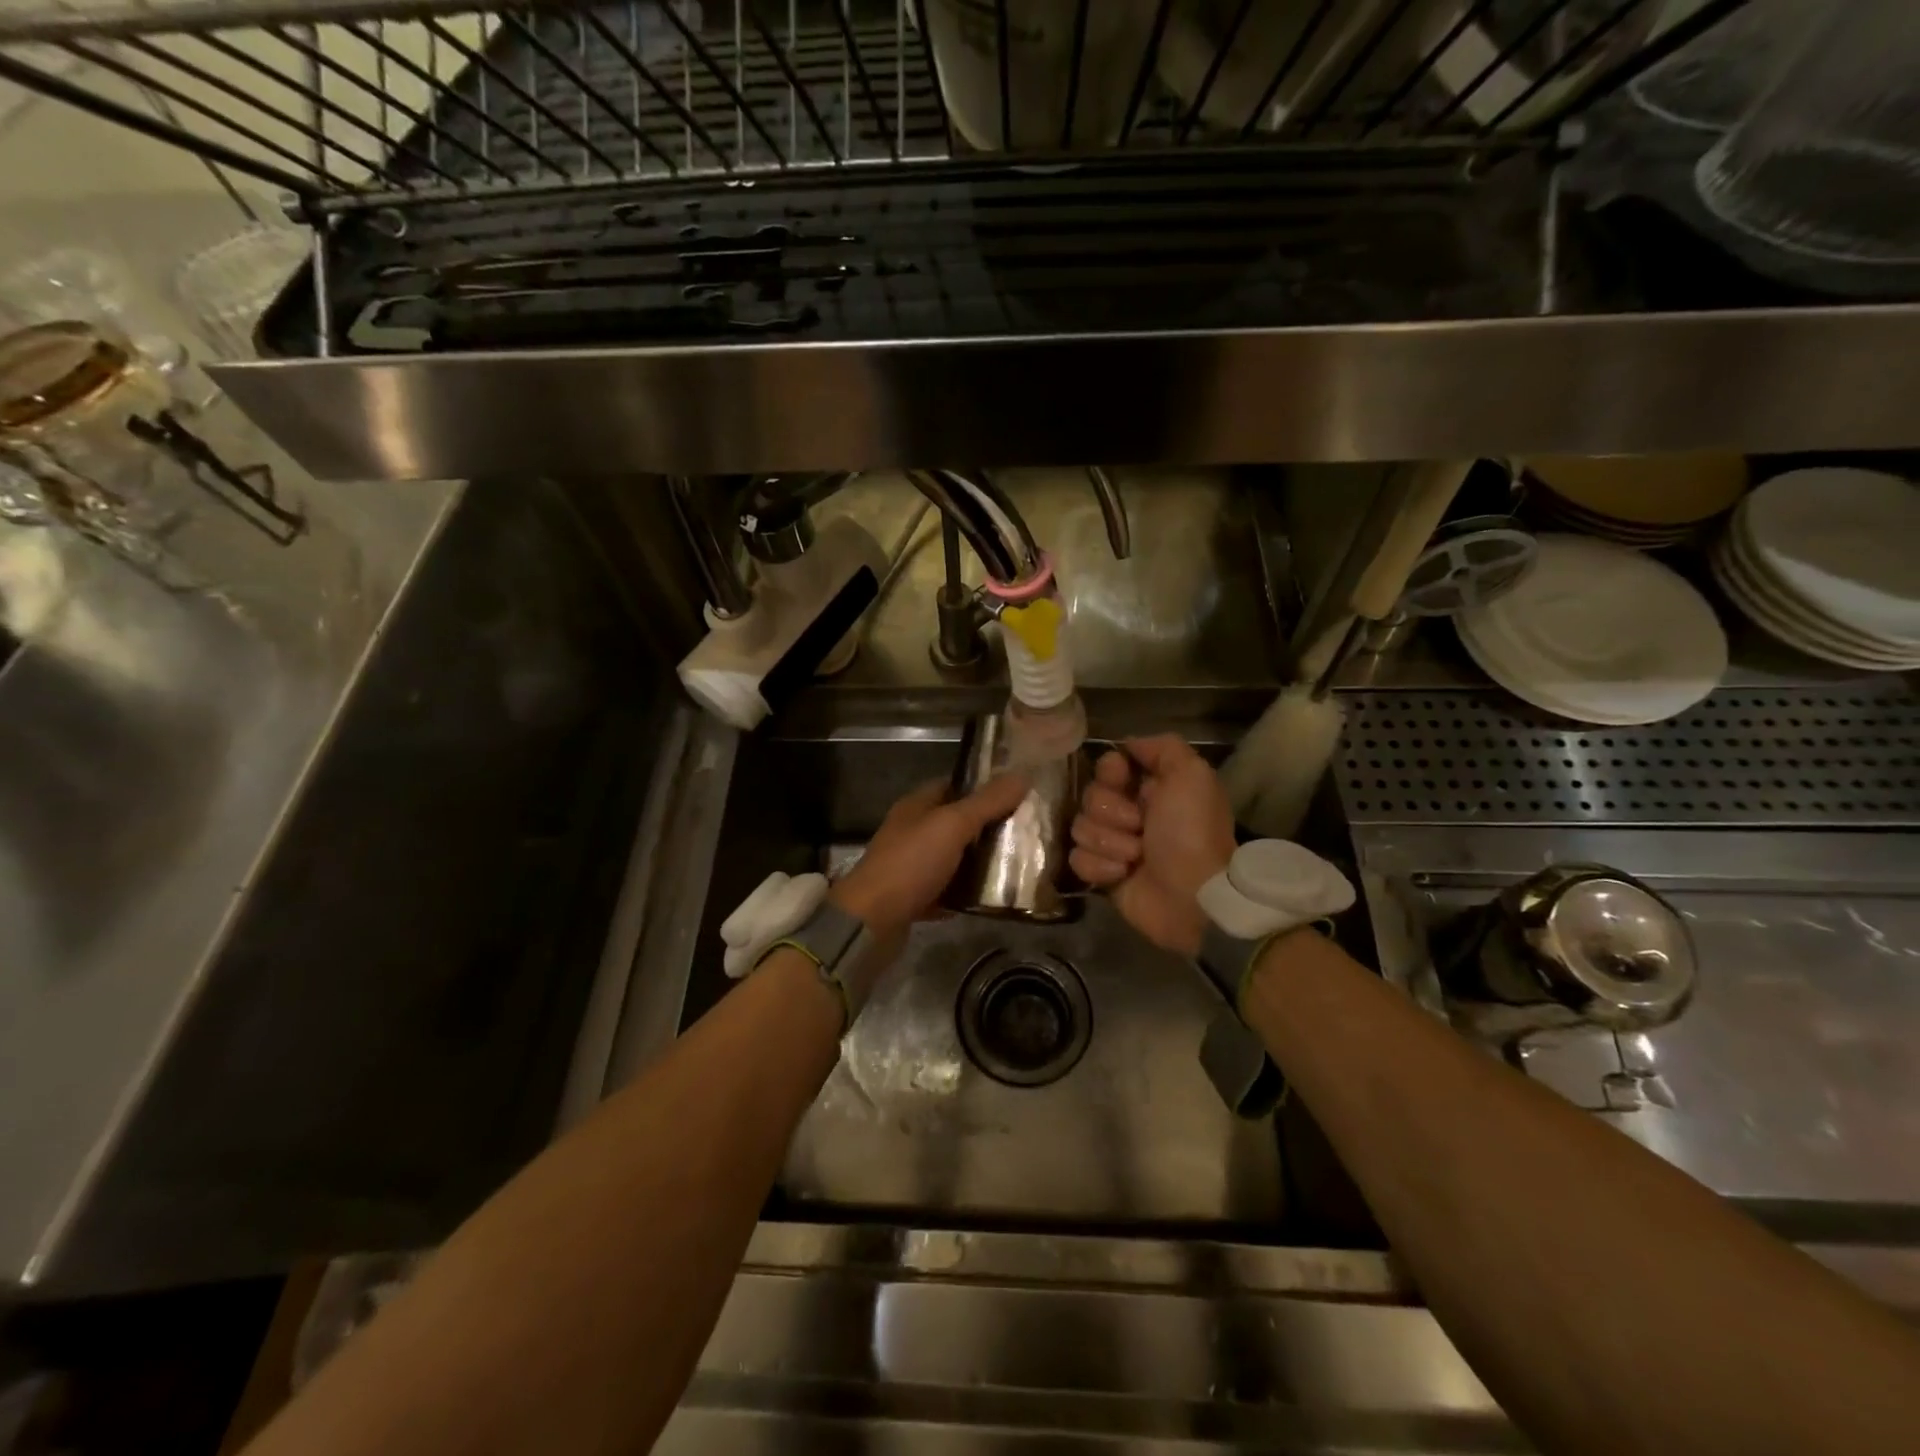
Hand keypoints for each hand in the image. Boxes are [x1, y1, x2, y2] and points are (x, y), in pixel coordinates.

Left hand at [830, 773, 1029, 939]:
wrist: (871, 921)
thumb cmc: (910, 863)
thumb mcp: (952, 825)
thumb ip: (987, 802)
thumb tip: (1022, 775)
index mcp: (916, 806)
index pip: (954, 785)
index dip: (984, 786)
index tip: (1018, 792)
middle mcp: (912, 832)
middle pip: (956, 823)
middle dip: (988, 826)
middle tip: (1026, 830)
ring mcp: (911, 866)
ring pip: (953, 857)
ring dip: (980, 861)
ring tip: (1018, 863)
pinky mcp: (914, 898)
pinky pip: (947, 890)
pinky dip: (966, 892)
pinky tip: (992, 897)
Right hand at [1070, 734, 1235, 955]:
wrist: (1194, 897)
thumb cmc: (1192, 834)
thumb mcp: (1192, 776)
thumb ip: (1164, 747)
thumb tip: (1127, 745)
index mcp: (1151, 787)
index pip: (1107, 765)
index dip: (1110, 772)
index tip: (1122, 780)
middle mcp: (1130, 812)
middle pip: (1090, 796)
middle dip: (1111, 812)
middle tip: (1140, 827)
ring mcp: (1114, 845)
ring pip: (1080, 827)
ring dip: (1109, 842)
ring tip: (1136, 856)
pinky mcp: (1102, 874)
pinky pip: (1077, 858)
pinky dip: (1100, 867)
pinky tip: (1122, 875)